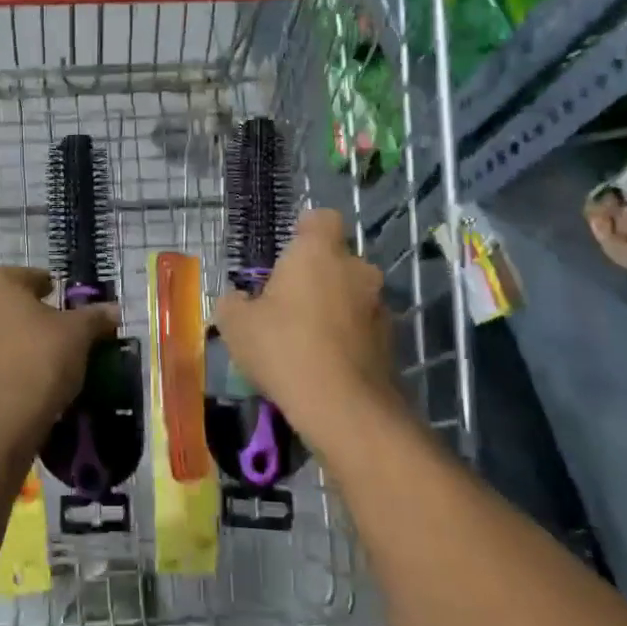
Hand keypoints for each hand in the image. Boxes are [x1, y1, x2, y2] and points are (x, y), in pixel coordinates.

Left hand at [0, 267, 119, 450]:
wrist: (1, 422)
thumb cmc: (39, 359)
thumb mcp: (78, 333)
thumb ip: (95, 316)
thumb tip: (113, 310)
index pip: (33, 278)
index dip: (56, 294)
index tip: (72, 312)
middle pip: (10, 303)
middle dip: (34, 316)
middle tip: (62, 336)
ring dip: (17, 339)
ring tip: (46, 360)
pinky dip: (4, 362)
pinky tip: (26, 378)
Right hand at [214, 208, 398, 452]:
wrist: (343, 407)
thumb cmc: (283, 348)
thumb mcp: (236, 324)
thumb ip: (233, 302)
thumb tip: (238, 299)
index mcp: (319, 252)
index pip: (321, 218)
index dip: (304, 232)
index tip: (286, 254)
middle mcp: (357, 269)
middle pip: (337, 259)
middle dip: (317, 276)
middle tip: (289, 304)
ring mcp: (380, 305)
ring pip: (353, 294)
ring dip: (335, 308)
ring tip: (307, 340)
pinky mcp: (392, 341)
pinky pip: (363, 327)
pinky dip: (348, 337)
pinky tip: (326, 364)